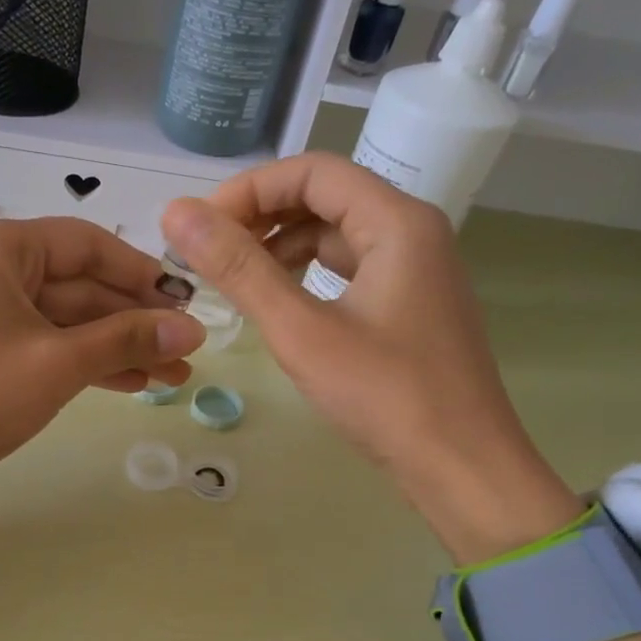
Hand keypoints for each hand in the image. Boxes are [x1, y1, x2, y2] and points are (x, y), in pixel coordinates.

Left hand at [0, 217, 204, 542]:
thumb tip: (191, 331)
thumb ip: (127, 339)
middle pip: (77, 284)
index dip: (143, 275)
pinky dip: (79, 360)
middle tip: (186, 353)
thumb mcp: (58, 363)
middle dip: (133, 322)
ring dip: (114, 346)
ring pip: (62, 318)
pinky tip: (127, 382)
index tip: (187, 304)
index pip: (88, 244)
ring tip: (170, 377)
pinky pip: (39, 340)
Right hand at [160, 153, 580, 558]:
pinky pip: (349, 270)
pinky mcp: (410, 306)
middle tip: (209, 254)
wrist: (462, 468)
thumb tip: (177, 215)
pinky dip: (307, 275)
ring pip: (336, 235)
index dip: (250, 190)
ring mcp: (416, 271)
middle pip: (326, 197)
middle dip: (262, 216)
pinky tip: (277, 305)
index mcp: (397, 222)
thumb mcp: (301, 331)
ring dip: (281, 247)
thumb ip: (240, 270)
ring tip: (234, 280)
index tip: (201, 227)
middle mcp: (413, 232)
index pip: (313, 171)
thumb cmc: (385, 397)